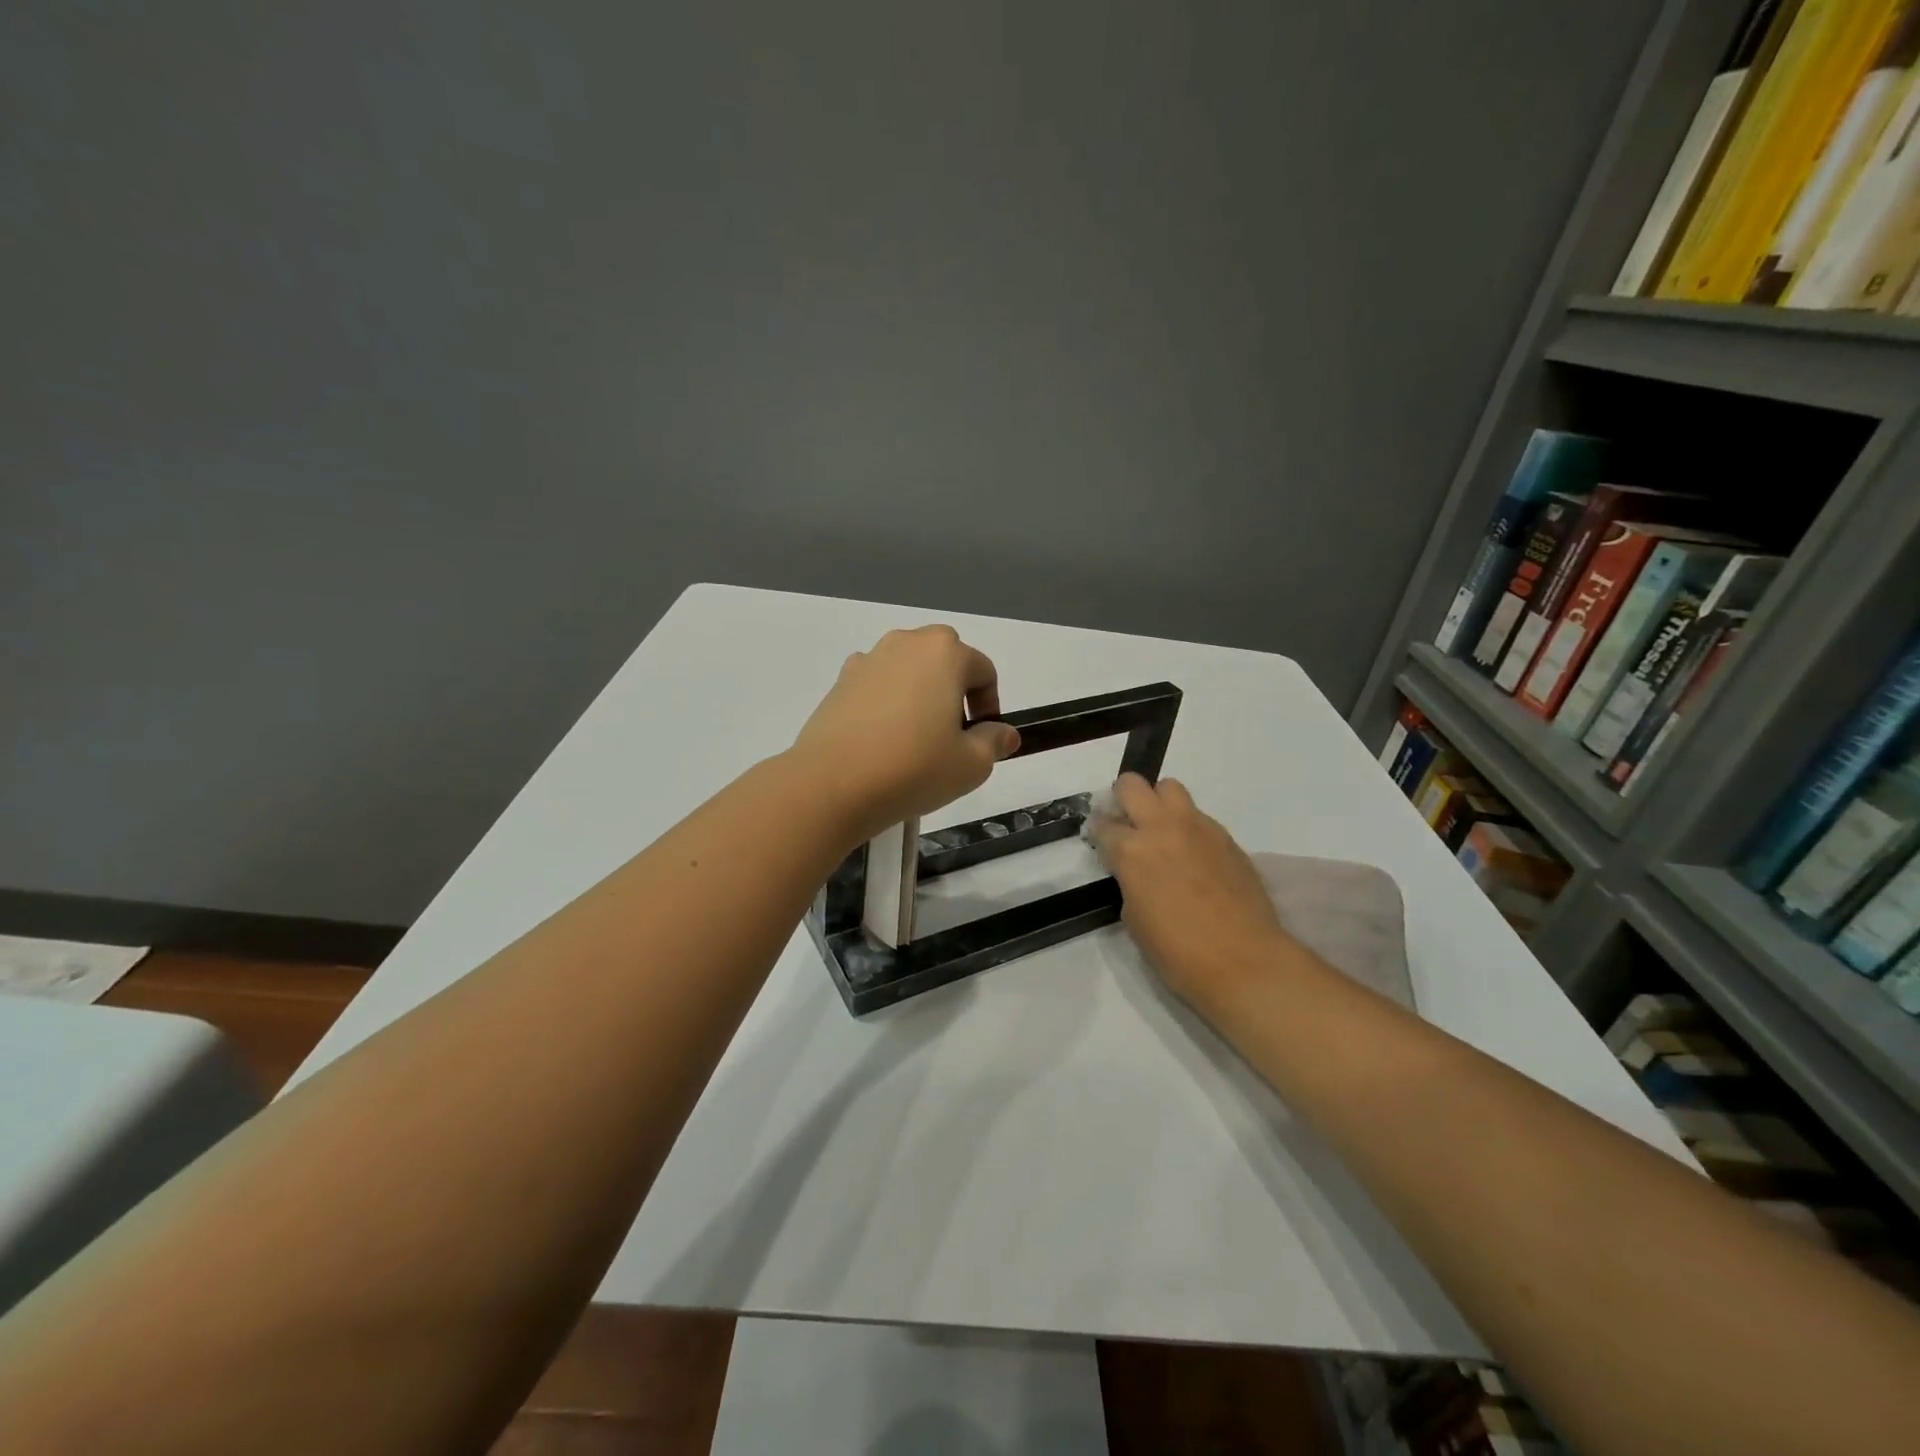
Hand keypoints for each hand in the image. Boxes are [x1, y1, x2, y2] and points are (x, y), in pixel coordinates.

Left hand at [791, 625, 1021, 840]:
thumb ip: (994, 742)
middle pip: (945, 662)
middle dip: (955, 694)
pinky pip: (877, 686)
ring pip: (909, 672)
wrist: (832, 784)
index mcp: (944, 652)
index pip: (983, 671)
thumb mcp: (971, 764)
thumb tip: (1003, 733)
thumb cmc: (913, 768)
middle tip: (951, 738)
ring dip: (920, 696)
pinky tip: (881, 742)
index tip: (982, 741)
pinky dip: (887, 704)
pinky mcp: (840, 682)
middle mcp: (906, 643)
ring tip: (914, 742)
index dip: (990, 706)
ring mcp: (868, 660)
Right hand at [1087, 774, 1289, 1009]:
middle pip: (1132, 785)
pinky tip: (1194, 856)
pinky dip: (1189, 827)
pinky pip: (1199, 816)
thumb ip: (1130, 882)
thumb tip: (1136, 872)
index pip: (1103, 824)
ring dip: (1159, 803)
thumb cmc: (1178, 951)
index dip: (1099, 832)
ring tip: (1163, 831)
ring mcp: (1198, 828)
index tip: (1101, 841)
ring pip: (1170, 788)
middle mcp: (1162, 827)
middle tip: (1127, 823)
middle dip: (1123, 798)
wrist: (1243, 960)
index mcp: (1131, 850)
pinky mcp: (1226, 837)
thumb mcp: (1134, 918)